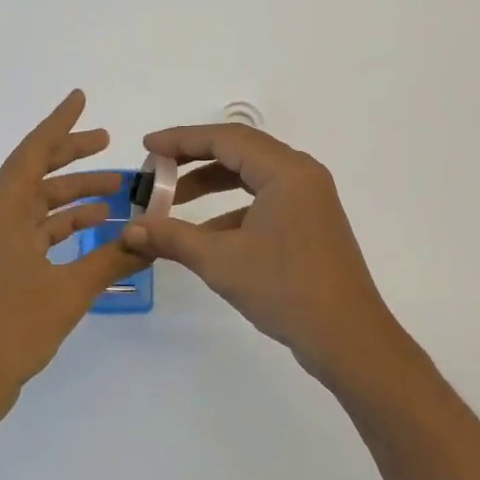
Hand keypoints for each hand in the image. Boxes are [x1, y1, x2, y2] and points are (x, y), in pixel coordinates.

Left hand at [0, 91, 143, 421]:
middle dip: (73, 157)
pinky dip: (65, 227)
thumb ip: (112, 259)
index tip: (81, 98)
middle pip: (37, 173)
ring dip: (75, 197)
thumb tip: (153, 238)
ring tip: (117, 193)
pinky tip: (97, 231)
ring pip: (39, 205)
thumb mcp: (69, 291)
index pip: (34, 150)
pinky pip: (36, 232)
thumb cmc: (10, 328)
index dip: (60, 122)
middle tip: (108, 142)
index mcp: (0, 209)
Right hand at [120, 123, 405, 382]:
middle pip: (239, 150)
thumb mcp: (221, 261)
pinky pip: (264, 198)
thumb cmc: (286, 290)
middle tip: (157, 169)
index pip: (225, 139)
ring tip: (173, 204)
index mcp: (286, 171)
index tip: (148, 147)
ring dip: (212, 184)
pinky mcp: (310, 222)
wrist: (349, 340)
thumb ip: (173, 238)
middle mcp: (301, 174)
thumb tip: (130, 230)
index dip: (182, 140)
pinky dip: (232, 209)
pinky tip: (206, 235)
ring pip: (252, 175)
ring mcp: (309, 198)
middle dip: (194, 159)